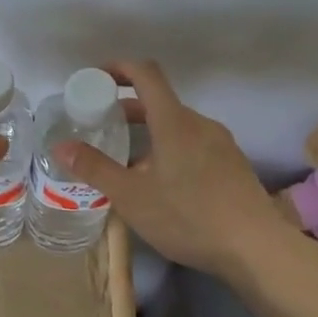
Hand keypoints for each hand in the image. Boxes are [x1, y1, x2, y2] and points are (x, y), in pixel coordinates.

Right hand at [53, 60, 291, 283]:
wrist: (257, 248)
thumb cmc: (189, 216)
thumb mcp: (132, 197)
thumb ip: (95, 168)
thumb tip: (60, 146)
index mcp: (174, 122)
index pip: (146, 74)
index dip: (119, 68)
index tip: (96, 77)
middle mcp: (200, 124)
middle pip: (160, 102)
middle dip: (127, 108)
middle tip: (100, 125)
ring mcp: (221, 144)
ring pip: (178, 126)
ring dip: (150, 132)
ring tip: (127, 162)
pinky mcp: (233, 165)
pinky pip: (194, 144)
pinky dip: (170, 149)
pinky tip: (162, 184)